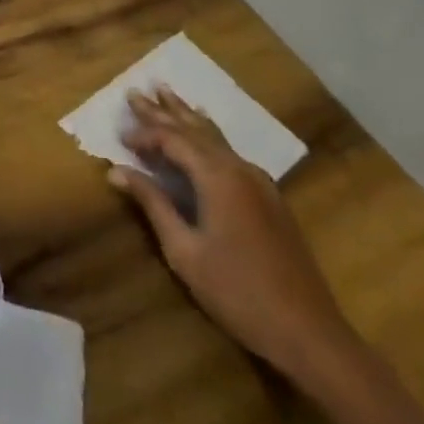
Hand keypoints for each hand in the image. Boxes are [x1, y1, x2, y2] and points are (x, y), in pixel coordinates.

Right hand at [111, 84, 359, 393]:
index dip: (144, 136)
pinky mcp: (269, 197)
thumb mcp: (184, 251)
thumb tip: (116, 170)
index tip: (120, 139)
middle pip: (194, 130)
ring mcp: (259, 181)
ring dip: (187, 116)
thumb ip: (153, 204)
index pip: (172, 140)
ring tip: (167, 93)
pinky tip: (205, 129)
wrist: (308, 331)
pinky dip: (208, 135)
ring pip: (215, 137)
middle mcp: (239, 168)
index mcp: (217, 177)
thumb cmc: (237, 292)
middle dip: (163, 111)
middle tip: (136, 91)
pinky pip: (231, 151)